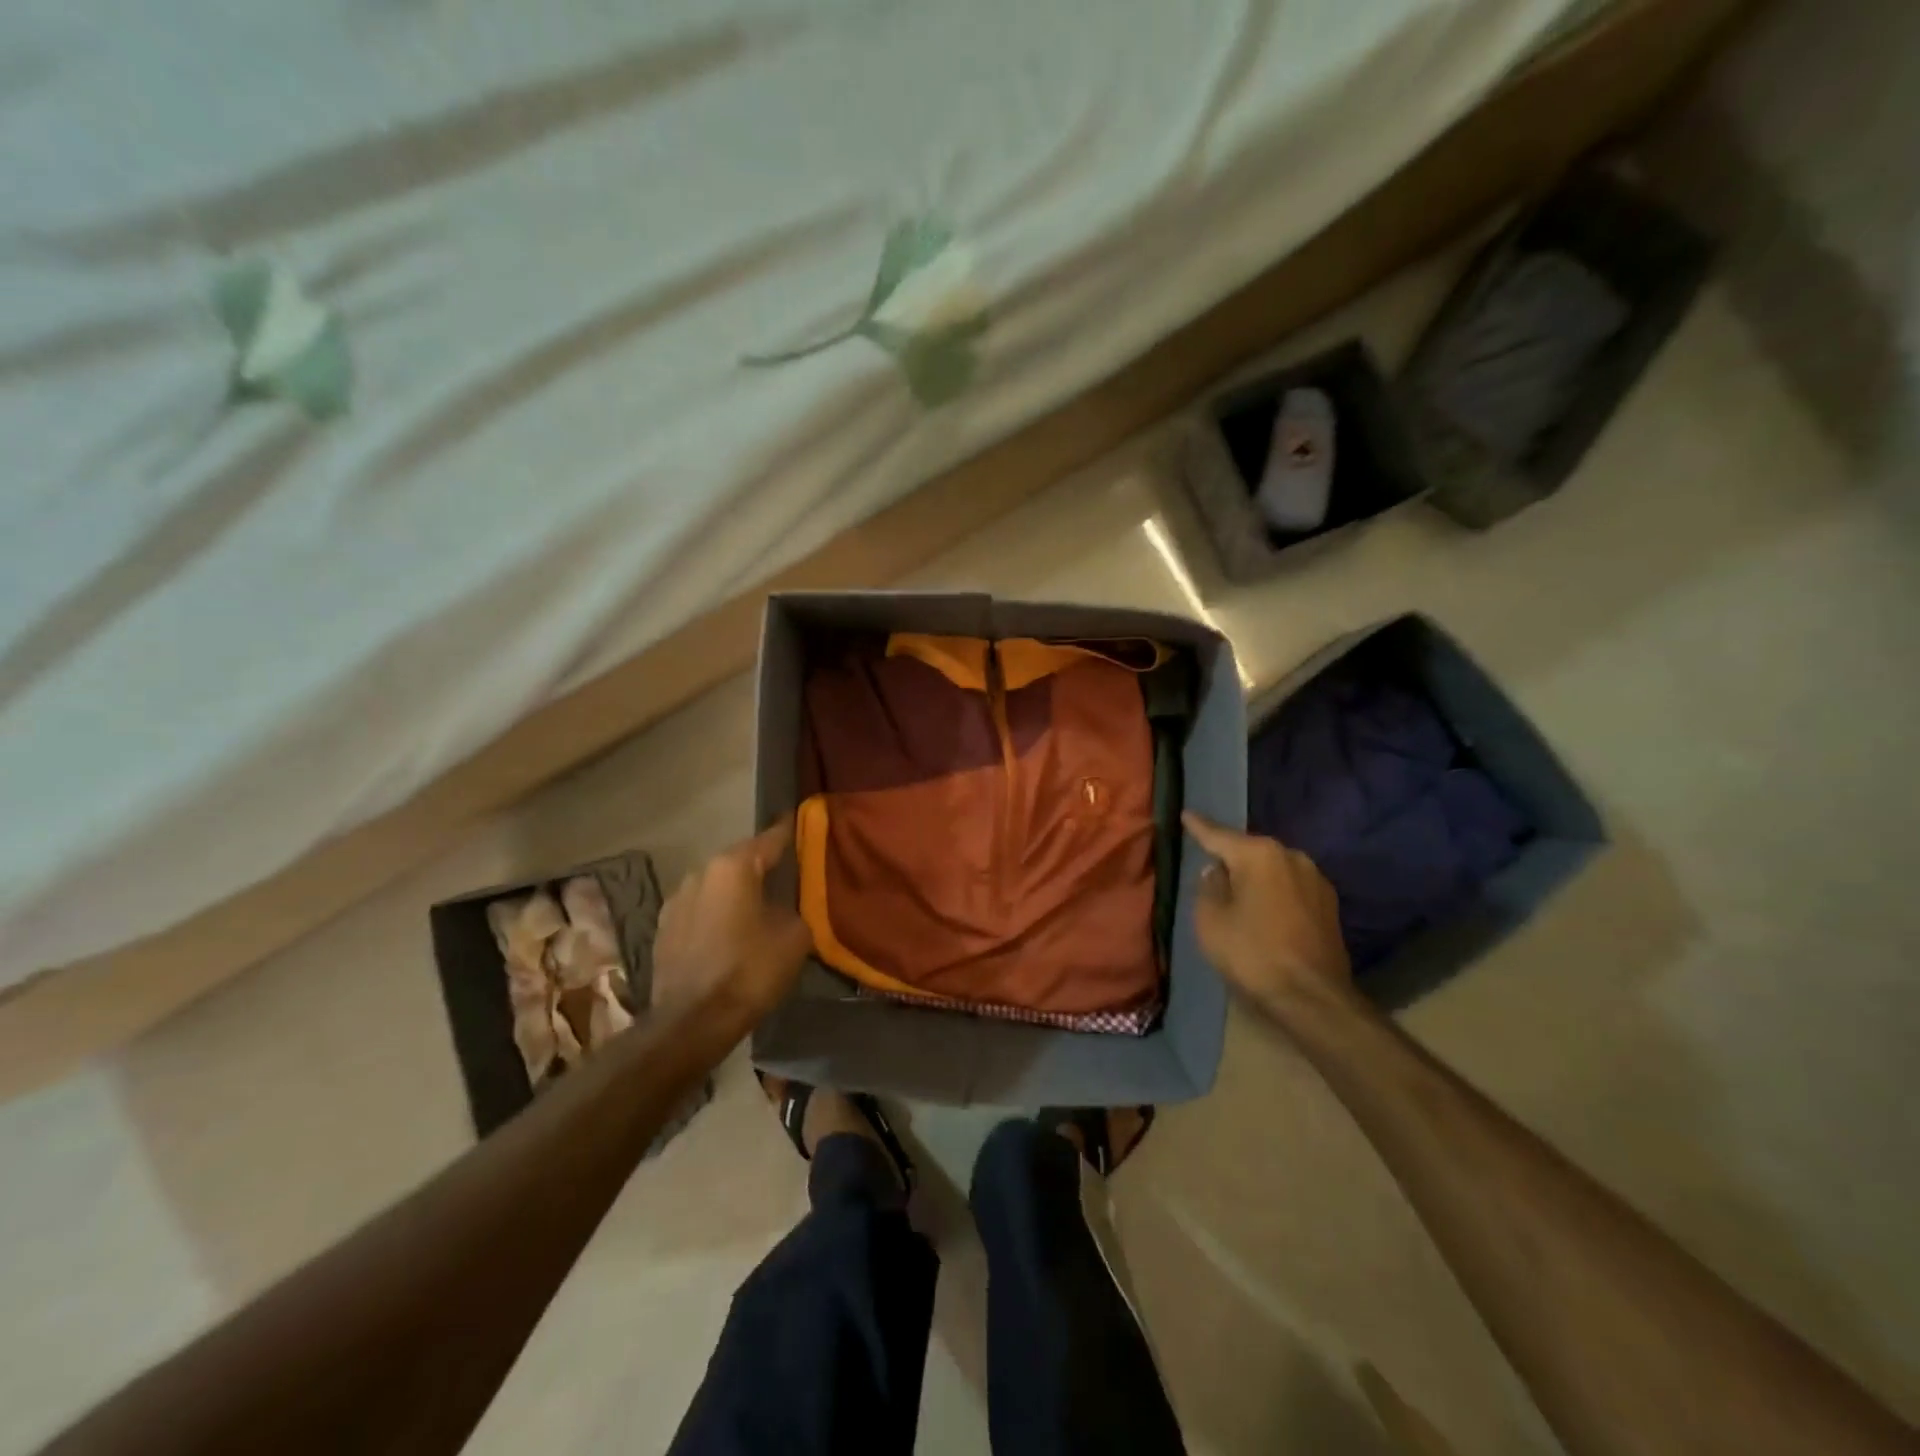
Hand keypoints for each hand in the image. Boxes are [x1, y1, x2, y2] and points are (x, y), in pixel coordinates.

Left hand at [652, 819, 813, 1021]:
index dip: (791, 832)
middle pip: (741, 861)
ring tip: (759, 908)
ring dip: (736, 893)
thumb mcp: (795, 937)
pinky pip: (700, 910)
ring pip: (717, 886)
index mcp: (733, 866)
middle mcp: (700, 873)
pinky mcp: (663, 929)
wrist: (691, 1022)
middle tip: (788, 876)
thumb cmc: (749, 971)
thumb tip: (787, 907)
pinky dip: (717, 914)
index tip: (804, 823)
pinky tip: (730, 933)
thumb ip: (796, 909)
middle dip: (763, 867)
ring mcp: (676, 900)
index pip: (771, 838)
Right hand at [1183, 811, 1351, 1019]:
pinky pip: (1290, 888)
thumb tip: (1216, 872)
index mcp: (1259, 854)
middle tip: (1209, 863)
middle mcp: (1292, 856)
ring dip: (1255, 877)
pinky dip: (1274, 893)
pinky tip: (1264, 909)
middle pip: (1250, 851)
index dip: (1198, 827)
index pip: (1219, 835)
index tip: (1186, 814)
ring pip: (1273, 869)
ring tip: (1237, 890)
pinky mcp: (1329, 904)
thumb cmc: (1252, 953)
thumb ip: (1208, 887)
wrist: (1313, 998)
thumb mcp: (1211, 920)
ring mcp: (1316, 879)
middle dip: (1231, 856)